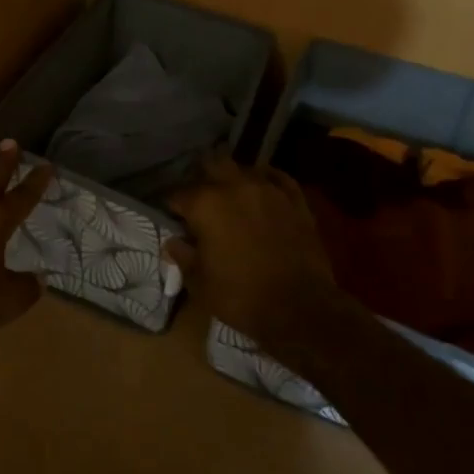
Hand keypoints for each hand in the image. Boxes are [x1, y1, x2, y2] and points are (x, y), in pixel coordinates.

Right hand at [166, 158, 340, 352]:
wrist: (301, 308)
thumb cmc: (242, 296)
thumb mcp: (201, 284)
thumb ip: (183, 257)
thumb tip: (172, 242)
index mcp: (205, 204)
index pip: (178, 195)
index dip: (173, 208)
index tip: (175, 220)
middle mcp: (234, 186)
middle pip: (212, 165)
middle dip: (203, 179)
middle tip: (202, 201)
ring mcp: (268, 189)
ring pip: (244, 169)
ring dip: (234, 179)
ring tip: (232, 195)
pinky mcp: (295, 199)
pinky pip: (277, 178)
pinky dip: (266, 180)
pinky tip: (263, 188)